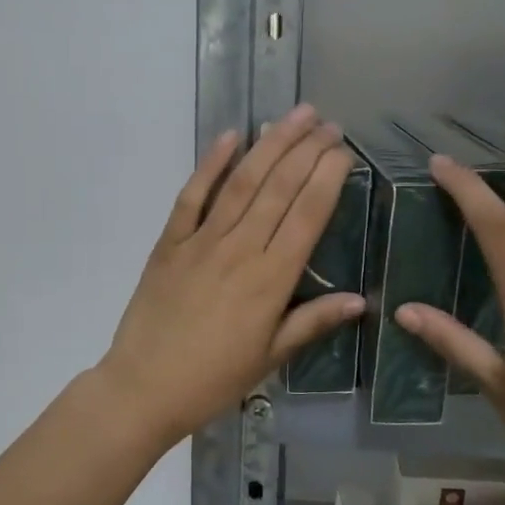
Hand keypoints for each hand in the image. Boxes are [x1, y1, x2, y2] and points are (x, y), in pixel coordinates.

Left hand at [98, 106, 364, 451]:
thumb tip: (360, 299)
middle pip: (279, 188)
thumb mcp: (270, 357)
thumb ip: (312, 322)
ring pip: (241, 182)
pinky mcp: (169, 242)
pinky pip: (192, 196)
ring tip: (293, 116)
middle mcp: (240, 249)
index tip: (344, 149)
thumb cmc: (213, 379)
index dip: (328, 177)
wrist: (143, 387)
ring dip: (269, 145)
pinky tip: (230, 136)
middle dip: (306, 150)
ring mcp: (201, 241)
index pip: (308, 215)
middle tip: (327, 123)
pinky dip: (210, 164)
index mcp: (270, 280)